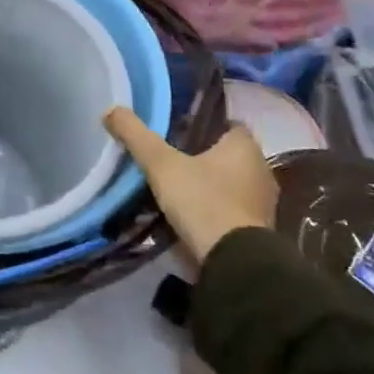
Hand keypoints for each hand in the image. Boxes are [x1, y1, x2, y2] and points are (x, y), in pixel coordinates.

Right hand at [104, 107, 280, 266]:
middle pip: (227, 156)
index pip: (228, 125)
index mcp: (245, 147)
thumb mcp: (161, 164)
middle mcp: (261, 170)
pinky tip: (189, 216)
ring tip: (174, 189)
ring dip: (208, 187)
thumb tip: (111, 110)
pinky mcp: (258, 232)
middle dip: (202, 157)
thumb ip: (136, 135)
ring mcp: (263, 204)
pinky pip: (231, 211)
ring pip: (229, 184)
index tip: (177, 132)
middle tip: (169, 159)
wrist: (234, 264)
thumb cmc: (203, 202)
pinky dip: (213, 211)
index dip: (203, 126)